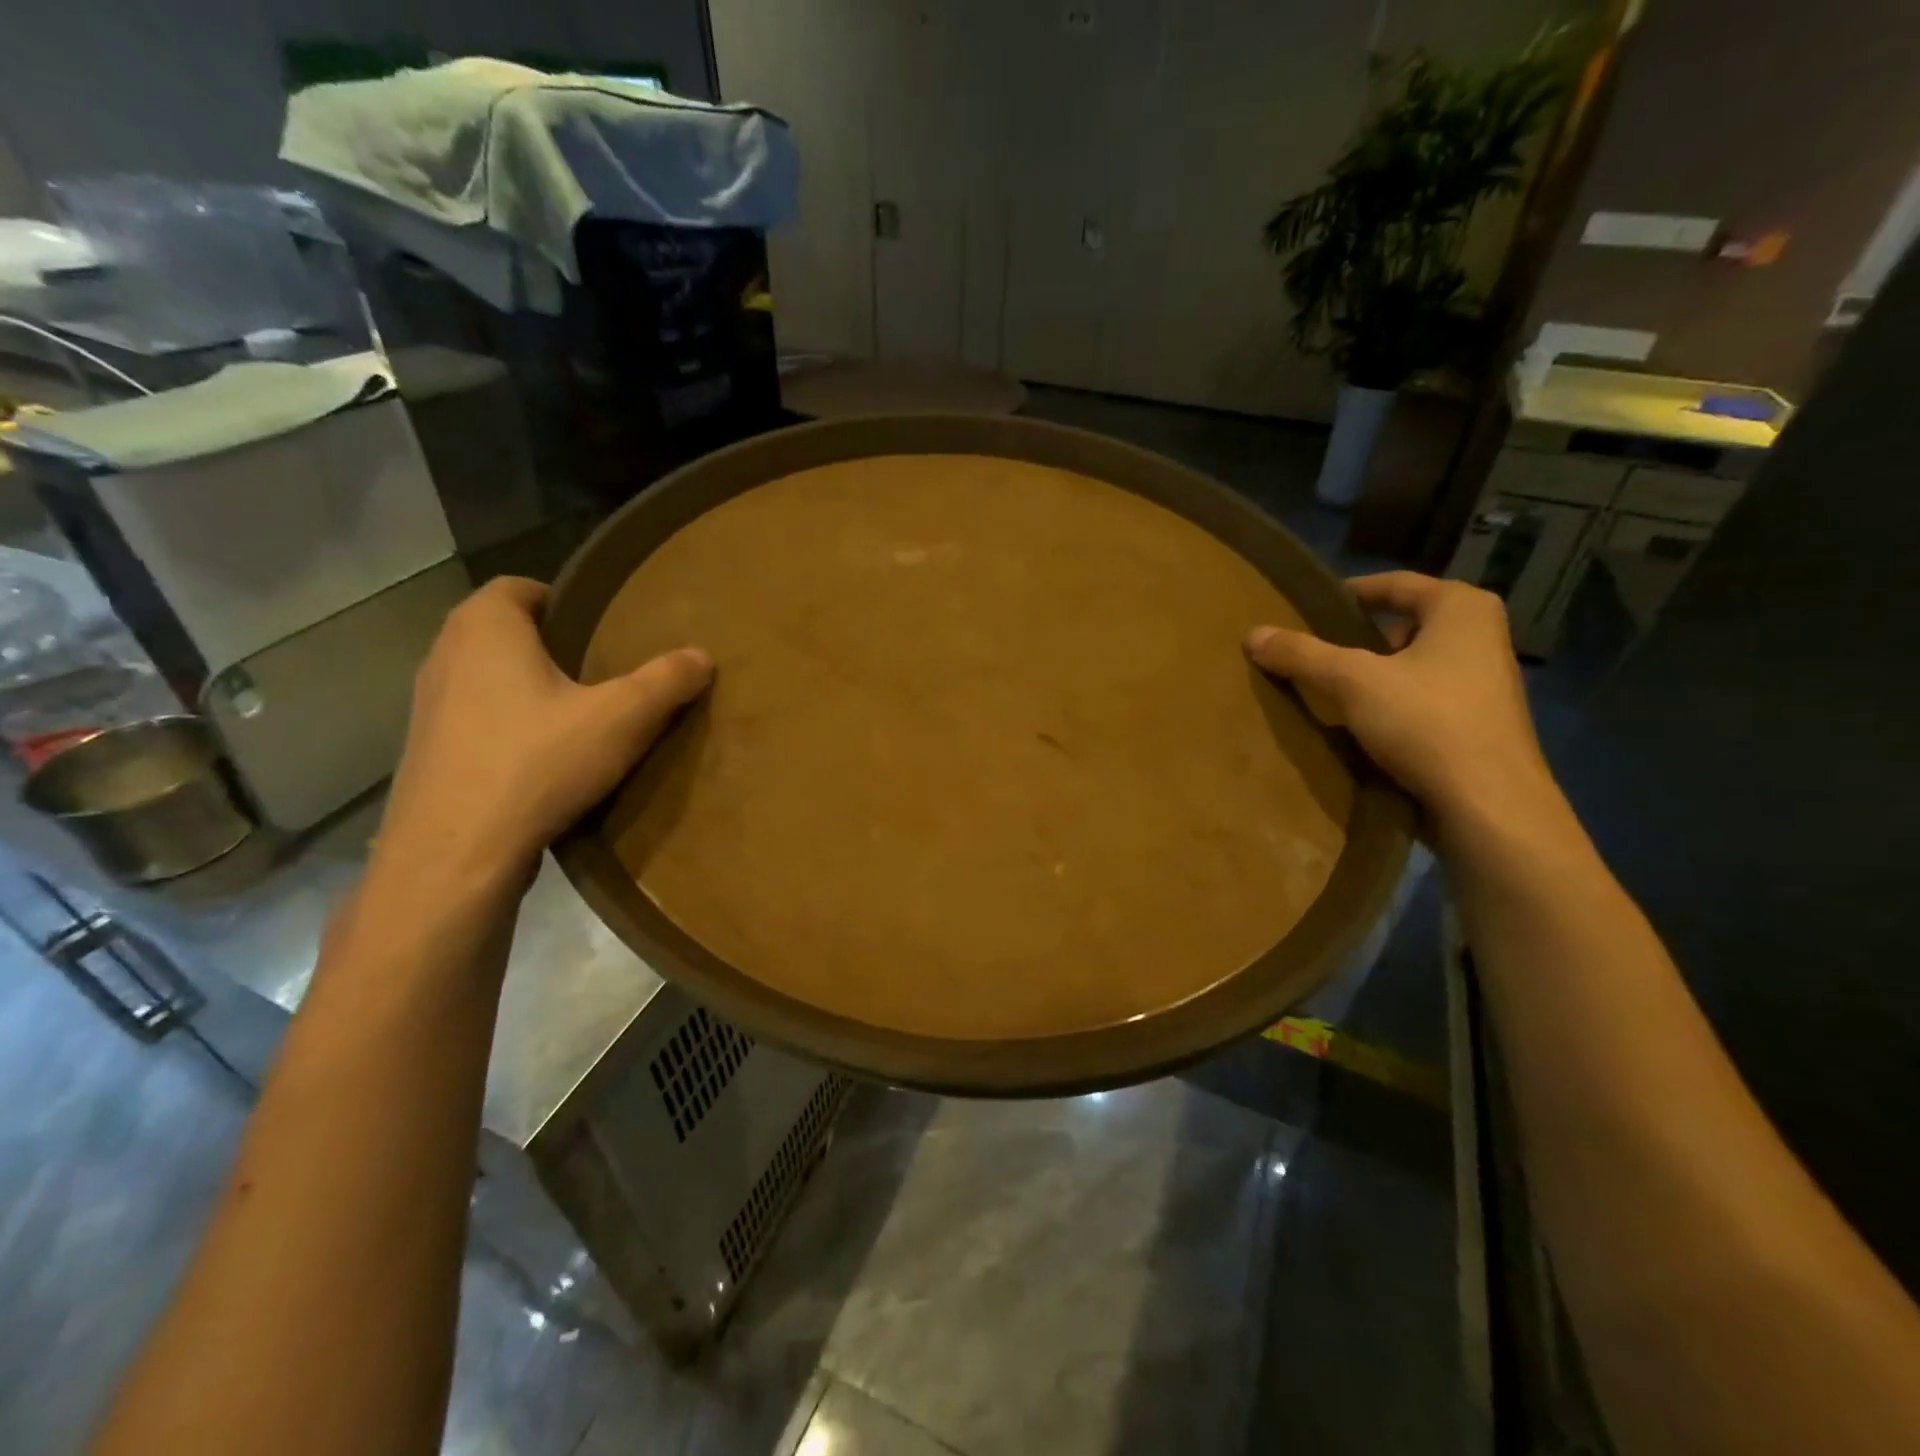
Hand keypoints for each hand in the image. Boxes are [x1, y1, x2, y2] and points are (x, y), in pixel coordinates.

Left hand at [378, 576, 712, 883]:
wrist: (456, 853)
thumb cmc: (538, 764)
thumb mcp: (621, 719)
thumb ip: (665, 681)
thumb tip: (702, 655)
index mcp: (486, 628)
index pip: (519, 586)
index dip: (564, 601)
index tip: (604, 629)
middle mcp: (445, 654)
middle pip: (503, 630)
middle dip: (551, 645)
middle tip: (603, 671)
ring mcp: (427, 705)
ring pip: (486, 676)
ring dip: (526, 687)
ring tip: (578, 716)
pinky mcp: (426, 751)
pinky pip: (475, 718)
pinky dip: (507, 725)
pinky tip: (543, 759)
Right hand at [1245, 572, 1560, 833]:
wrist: (1489, 804)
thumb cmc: (1427, 722)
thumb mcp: (1353, 682)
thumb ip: (1303, 655)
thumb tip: (1253, 635)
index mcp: (1462, 608)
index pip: (1396, 584)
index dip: (1349, 593)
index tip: (1309, 607)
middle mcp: (1481, 635)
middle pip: (1404, 624)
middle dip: (1358, 636)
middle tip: (1312, 649)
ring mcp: (1485, 681)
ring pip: (1413, 663)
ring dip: (1373, 672)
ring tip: (1326, 687)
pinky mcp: (1479, 721)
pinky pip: (1422, 696)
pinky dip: (1390, 701)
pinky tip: (1359, 722)